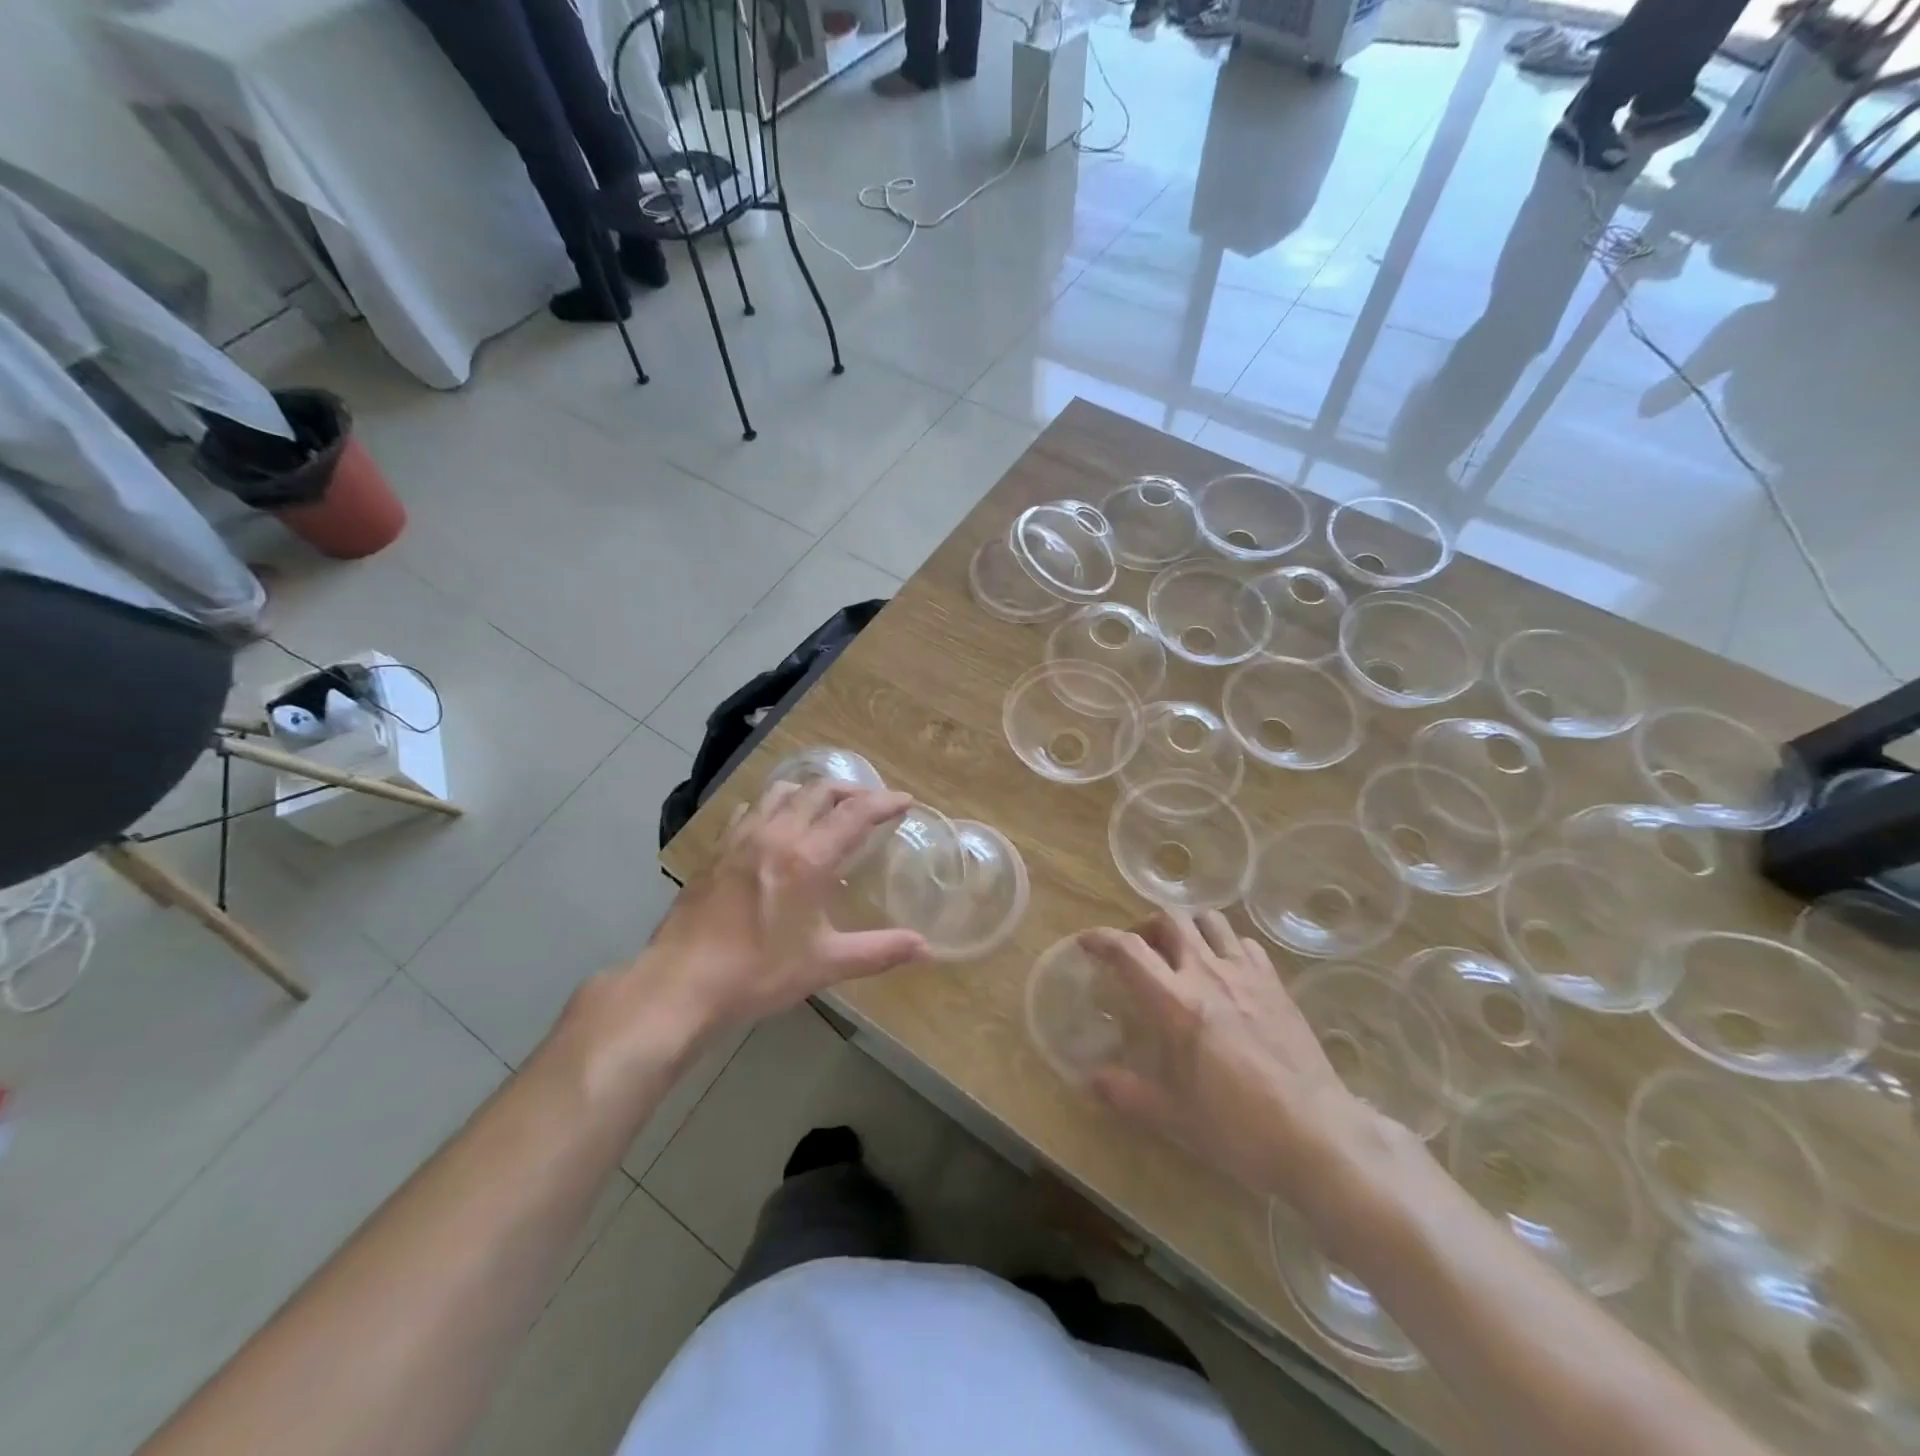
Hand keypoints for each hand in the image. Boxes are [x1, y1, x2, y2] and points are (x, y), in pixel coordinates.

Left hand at [640, 781, 929, 1033]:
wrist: (680, 984)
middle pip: (819, 791)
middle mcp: (775, 835)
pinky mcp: (717, 849)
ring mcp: (741, 838)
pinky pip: (751, 809)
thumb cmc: (757, 973)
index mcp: (806, 858)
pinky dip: (775, 805)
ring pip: (782, 792)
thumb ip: (878, 951)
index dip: (884, 802)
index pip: (854, 813)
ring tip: (827, 807)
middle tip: (872, 803)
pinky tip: (776, 827)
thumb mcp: (824, 964)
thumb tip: (925, 948)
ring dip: (812, 791)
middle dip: (852, 790)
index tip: (905, 800)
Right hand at [1080, 911, 1381, 1207]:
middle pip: (1170, 919)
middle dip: (1146, 925)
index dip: (1101, 939)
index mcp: (1176, 1003)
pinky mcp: (1277, 986)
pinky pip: (1246, 945)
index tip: (1087, 943)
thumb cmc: (1237, 1128)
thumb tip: (1091, 1081)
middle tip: (1140, 950)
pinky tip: (1226, 972)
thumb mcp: (1172, 1117)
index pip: (1128, 951)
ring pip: (1211, 921)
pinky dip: (1227, 946)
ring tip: (1181, 952)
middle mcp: (1208, 975)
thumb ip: (1126, 1093)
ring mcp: (1247, 976)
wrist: (1317, 1136)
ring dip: (1188, 927)